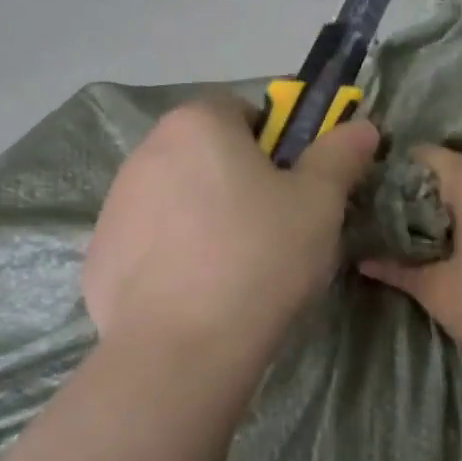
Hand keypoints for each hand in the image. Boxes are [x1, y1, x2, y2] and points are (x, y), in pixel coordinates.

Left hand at [83, 95, 378, 355]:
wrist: (181, 349)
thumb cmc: (260, 258)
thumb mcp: (319, 204)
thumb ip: (340, 155)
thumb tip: (362, 127)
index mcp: (197, 124)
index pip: (241, 112)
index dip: (274, 145)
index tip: (292, 189)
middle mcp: (145, 152)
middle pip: (206, 156)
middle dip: (238, 182)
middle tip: (272, 231)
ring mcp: (115, 205)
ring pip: (177, 199)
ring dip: (204, 218)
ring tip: (234, 270)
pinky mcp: (99, 255)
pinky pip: (149, 243)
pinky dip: (173, 257)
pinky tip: (196, 295)